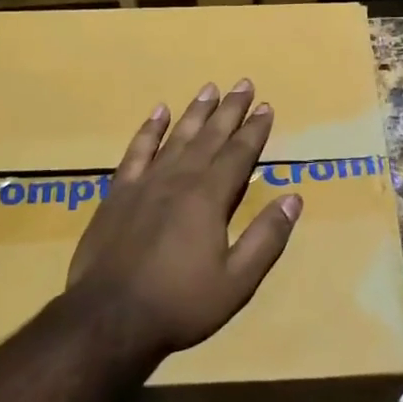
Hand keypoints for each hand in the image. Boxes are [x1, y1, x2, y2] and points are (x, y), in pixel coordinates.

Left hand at [65, 80, 302, 360]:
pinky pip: (137, 151)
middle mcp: (179, 180)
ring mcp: (145, 183)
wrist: (109, 317)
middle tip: (243, 84)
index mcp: (209, 198)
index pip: (238, 154)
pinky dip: (149, 130)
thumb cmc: (180, 304)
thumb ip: (266, 238)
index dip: (254, 130)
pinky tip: (158, 112)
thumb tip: (293, 198)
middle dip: (229, 110)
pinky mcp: (118, 193)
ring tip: (209, 88)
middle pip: (209, 137)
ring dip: (195, 112)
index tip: (266, 107)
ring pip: (176, 137)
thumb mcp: (236, 282)